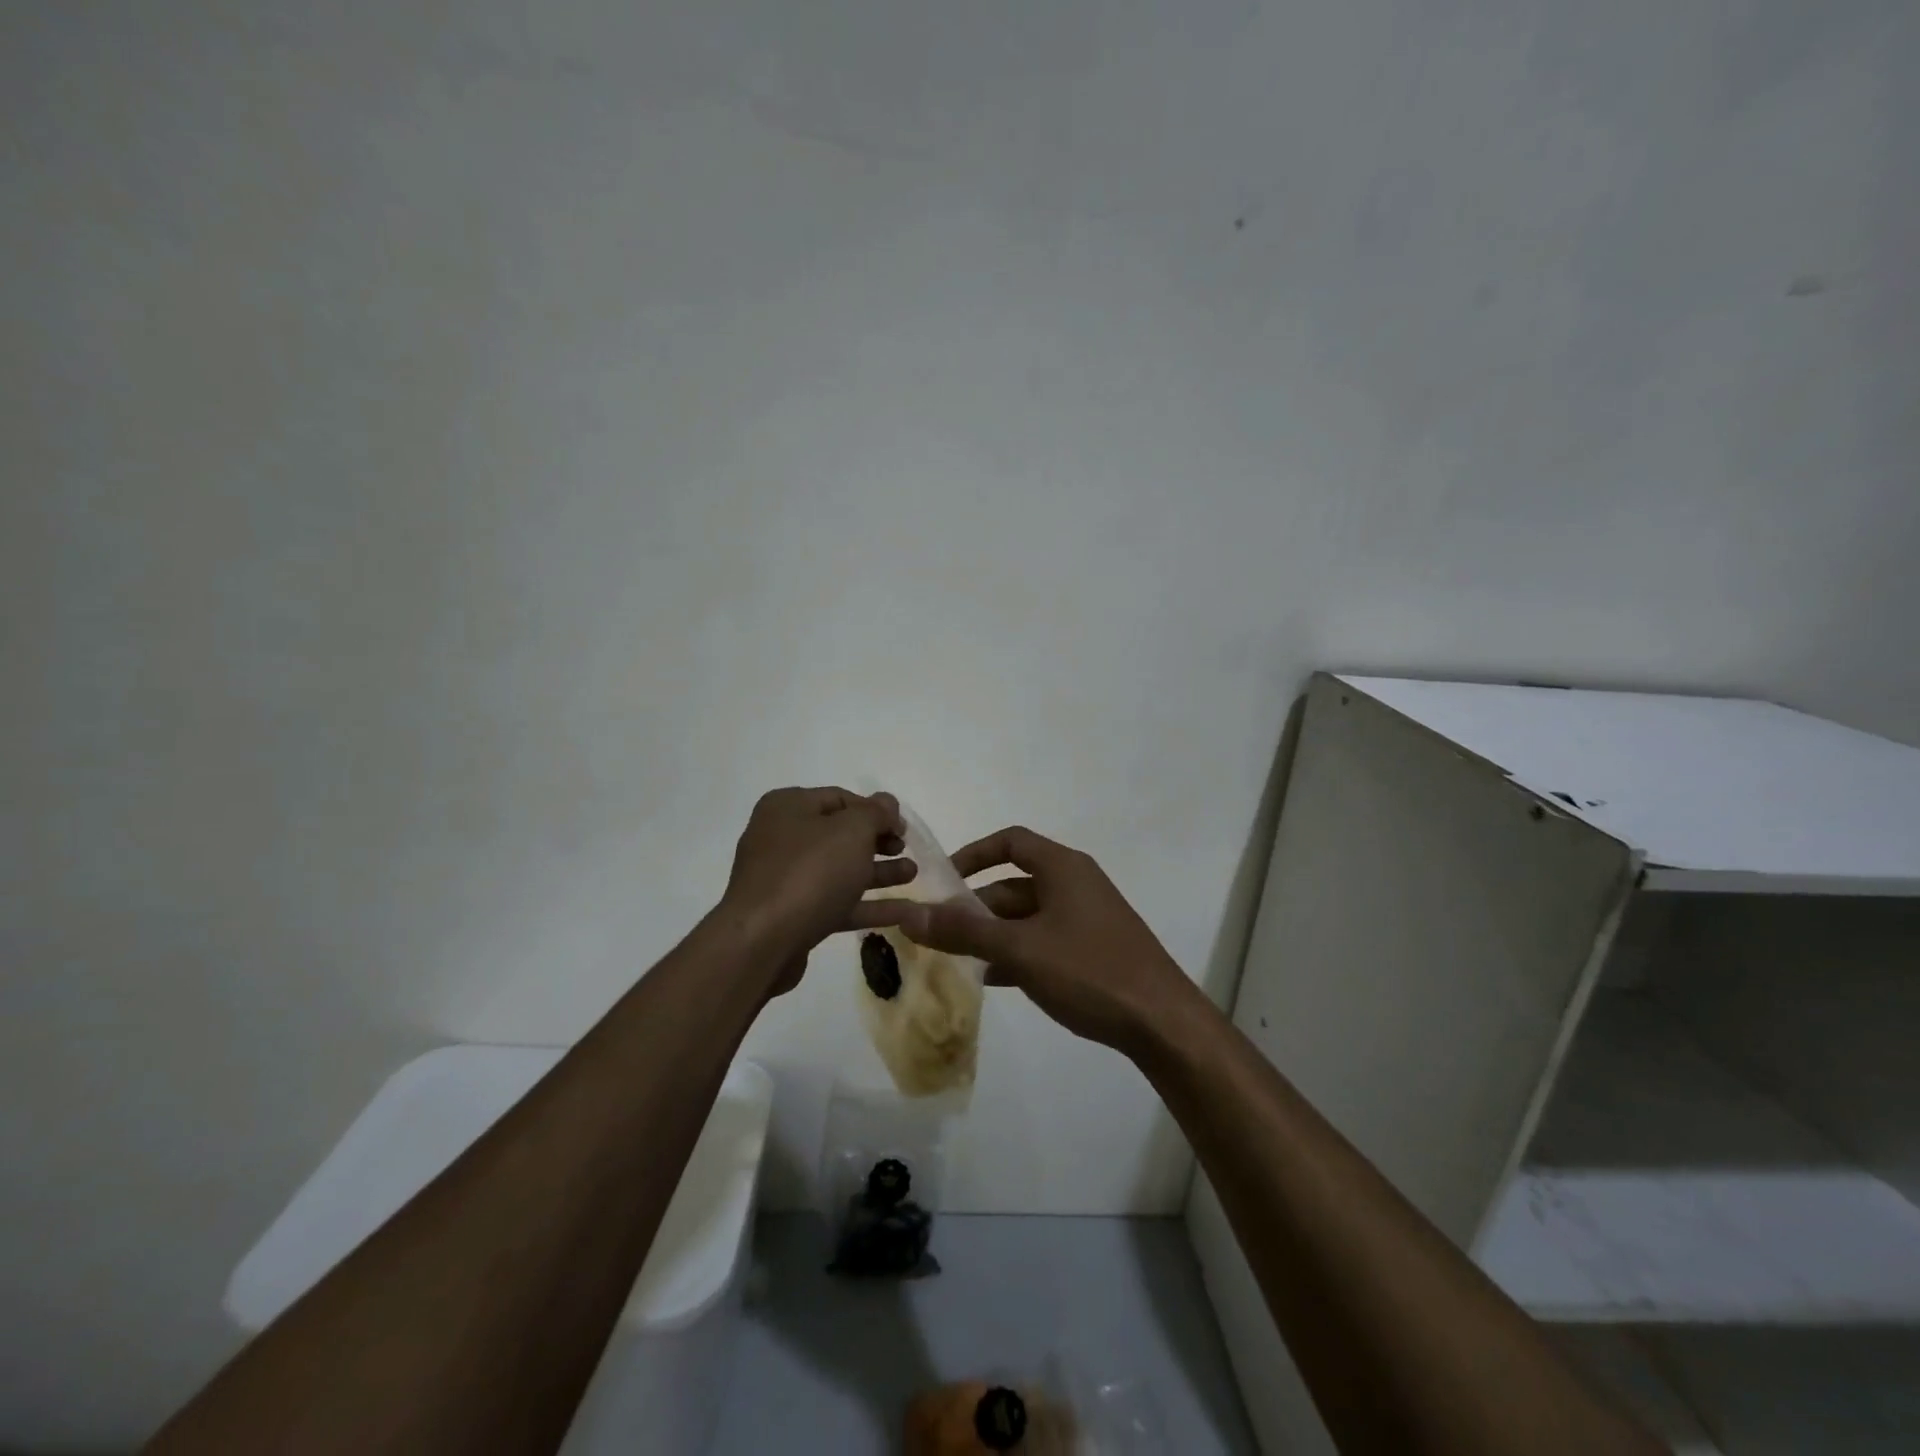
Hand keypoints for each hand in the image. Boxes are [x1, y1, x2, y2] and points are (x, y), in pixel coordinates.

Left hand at [719, 787, 913, 984]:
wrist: (763, 943)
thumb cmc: (810, 872)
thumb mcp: (852, 831)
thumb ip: (875, 813)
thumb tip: (887, 803)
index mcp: (788, 807)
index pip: (840, 799)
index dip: (877, 811)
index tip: (904, 828)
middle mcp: (781, 838)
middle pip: (840, 835)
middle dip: (878, 842)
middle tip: (907, 850)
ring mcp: (785, 879)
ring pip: (840, 870)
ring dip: (878, 872)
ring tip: (913, 875)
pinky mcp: (793, 916)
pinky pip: (836, 902)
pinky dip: (868, 904)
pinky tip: (904, 911)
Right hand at [857, 825, 1198, 1055]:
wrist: (1162, 1023)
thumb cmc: (1089, 971)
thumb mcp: (1020, 949)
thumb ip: (963, 931)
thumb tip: (909, 914)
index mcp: (1063, 868)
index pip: (1010, 842)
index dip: (973, 854)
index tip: (942, 880)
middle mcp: (1076, 884)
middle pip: (1014, 884)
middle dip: (976, 907)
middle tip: (940, 933)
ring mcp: (1087, 919)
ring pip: (1028, 917)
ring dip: (993, 934)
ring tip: (958, 960)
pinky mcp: (1094, 950)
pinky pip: (1044, 941)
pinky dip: (1017, 953)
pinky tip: (993, 980)